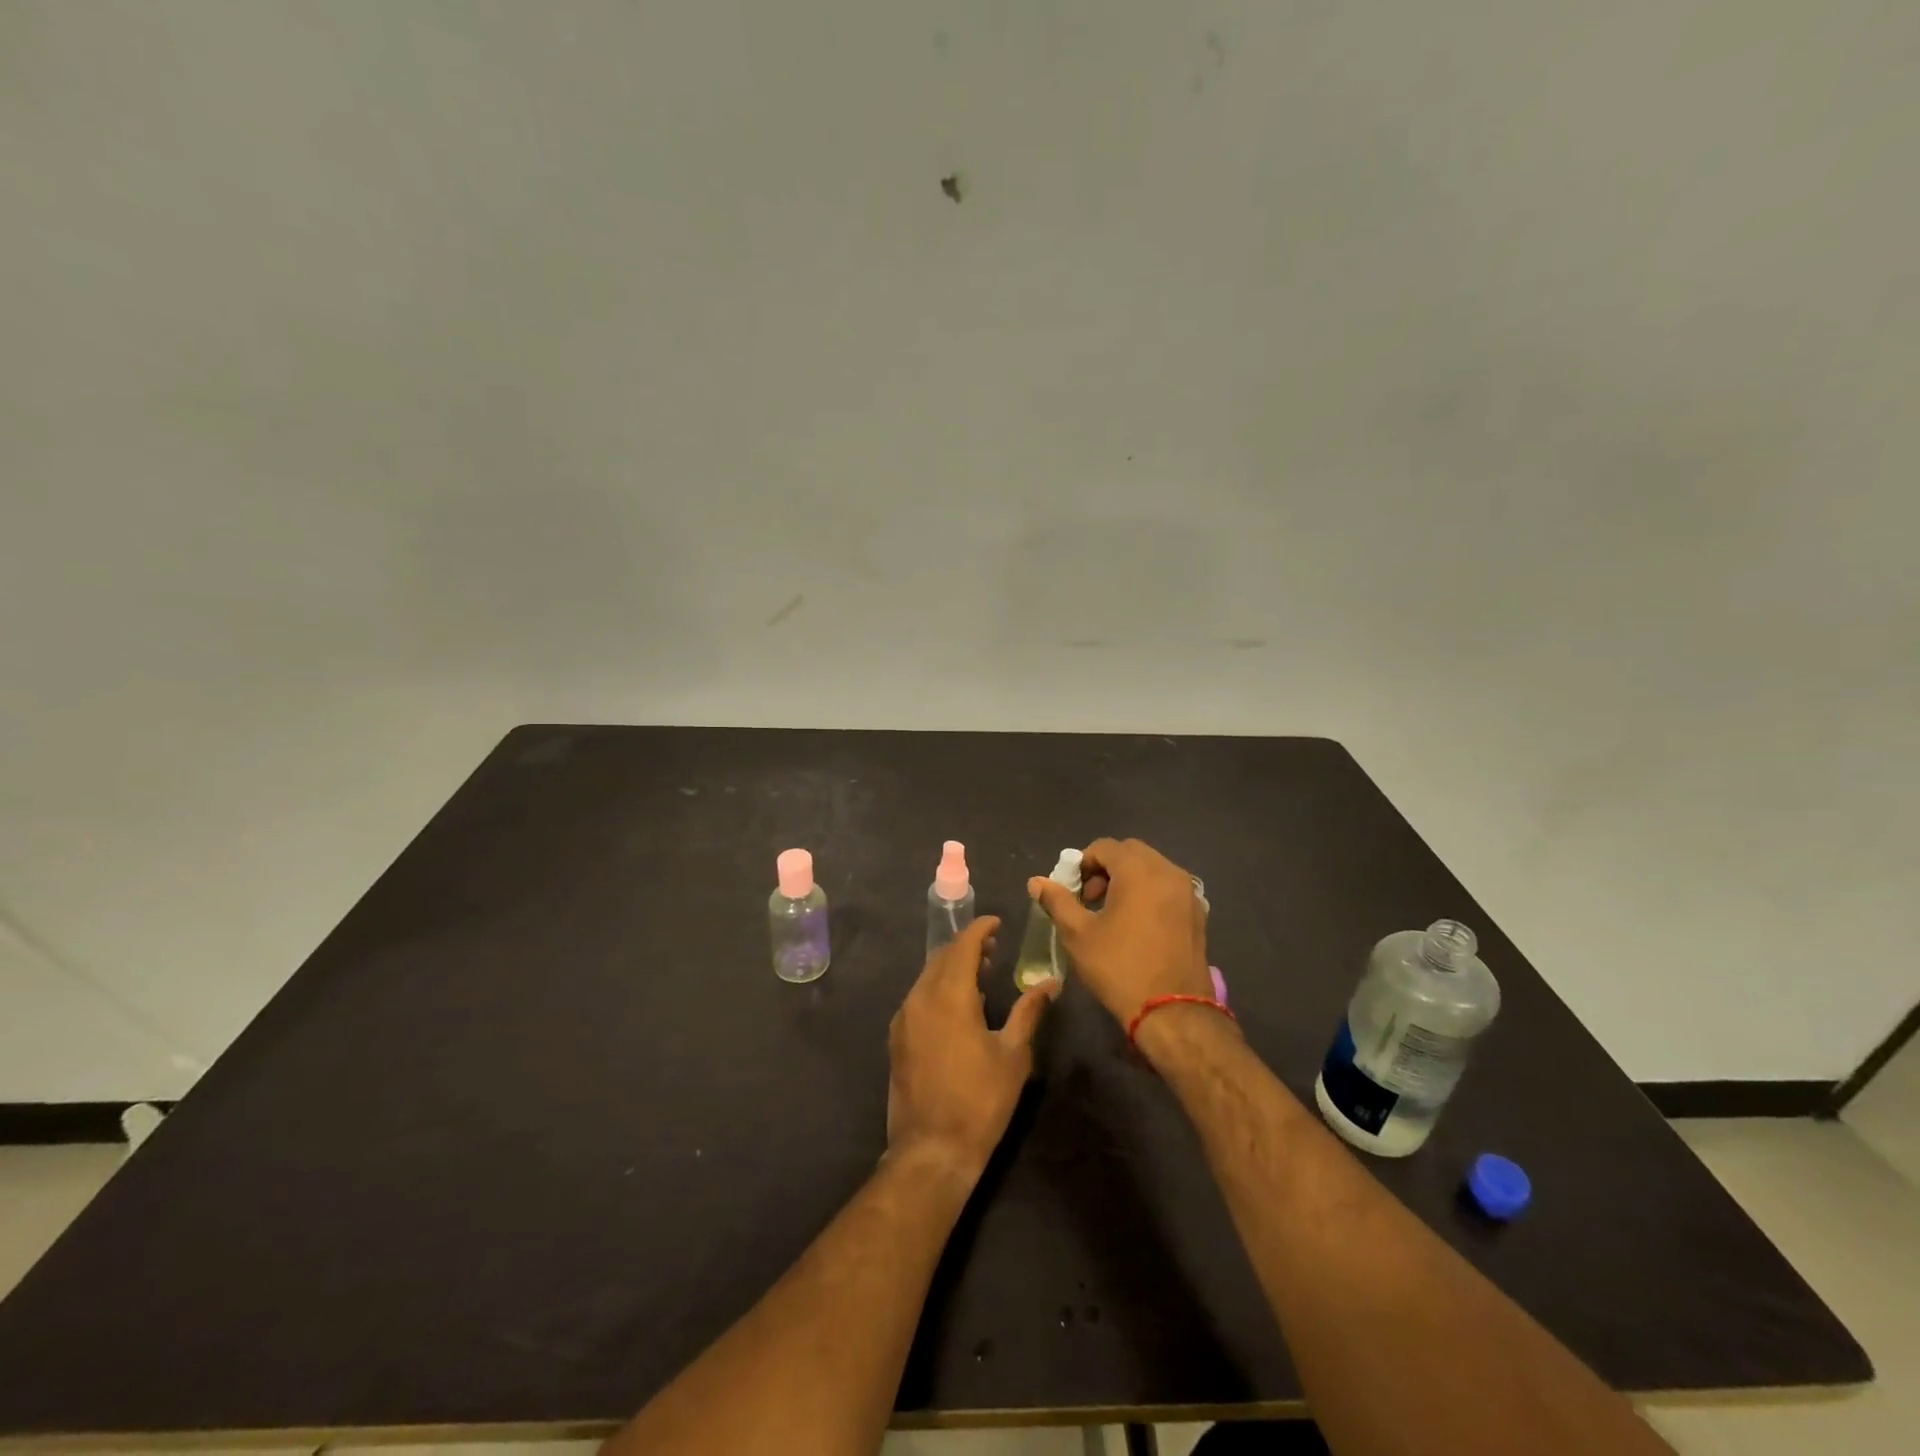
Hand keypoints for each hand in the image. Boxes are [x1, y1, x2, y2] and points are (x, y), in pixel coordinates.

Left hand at [886, 917, 1052, 1181]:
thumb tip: (1051, 983)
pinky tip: (957, 1005)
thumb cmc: (980, 1100)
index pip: (963, 946)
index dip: (980, 929)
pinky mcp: (897, 1037)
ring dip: (951, 967)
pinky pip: (918, 997)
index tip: (997, 923)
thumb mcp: (1013, 1055)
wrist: (932, 1149)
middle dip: (966, 946)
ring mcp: (904, 1018)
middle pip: (942, 957)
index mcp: (950, 995)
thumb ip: (1029, 1012)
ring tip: (980, 974)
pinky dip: (938, 987)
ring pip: (927, 976)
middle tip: (993, 948)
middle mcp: (920, 997)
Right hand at [1028, 837, 1215, 1026]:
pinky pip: (1168, 888)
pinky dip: (1149, 893)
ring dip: (1128, 880)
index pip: (1104, 847)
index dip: (1082, 863)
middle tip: (1090, 899)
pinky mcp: (1198, 913)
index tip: (1073, 891)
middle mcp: (1168, 871)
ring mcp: (1188, 892)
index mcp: (1139, 870)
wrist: (1172, 1012)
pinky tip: (1137, 926)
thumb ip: (1057, 901)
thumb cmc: (1119, 968)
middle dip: (1106, 869)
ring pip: (1152, 869)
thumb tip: (1036, 881)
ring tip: (1112, 914)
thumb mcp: (1078, 934)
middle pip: (1131, 853)